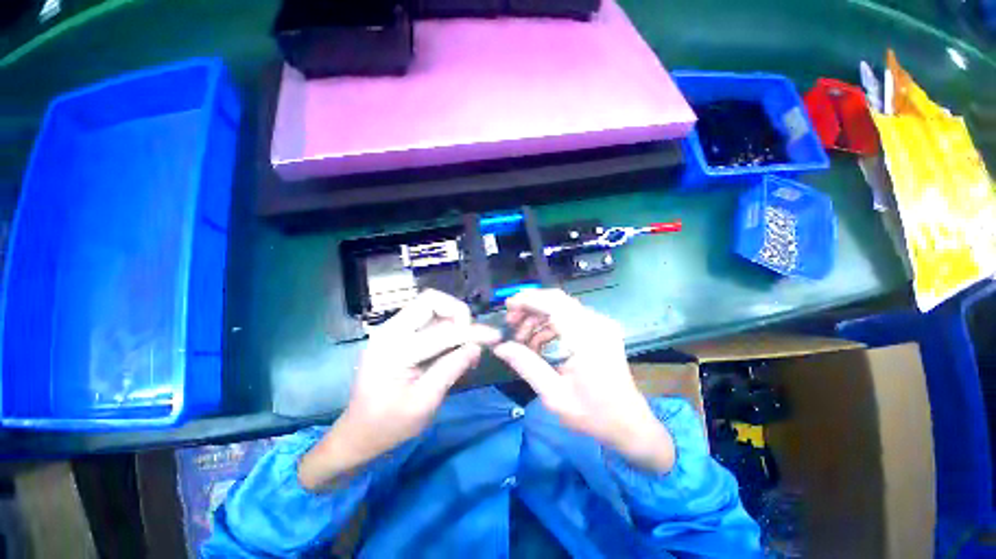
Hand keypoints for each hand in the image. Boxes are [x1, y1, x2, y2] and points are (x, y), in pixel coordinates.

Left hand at [299, 290, 499, 490]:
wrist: (357, 434)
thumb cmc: (389, 425)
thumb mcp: (425, 403)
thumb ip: (451, 369)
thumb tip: (476, 347)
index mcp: (396, 350)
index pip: (443, 331)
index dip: (473, 332)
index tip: (495, 337)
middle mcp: (391, 331)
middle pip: (432, 300)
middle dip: (459, 314)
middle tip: (471, 338)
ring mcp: (391, 330)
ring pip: (430, 306)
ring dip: (453, 319)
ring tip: (464, 346)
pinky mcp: (395, 334)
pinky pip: (426, 318)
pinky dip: (444, 326)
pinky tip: (451, 347)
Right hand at [493, 289, 674, 472]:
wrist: (629, 424)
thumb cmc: (593, 414)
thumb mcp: (554, 395)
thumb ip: (525, 365)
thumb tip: (500, 346)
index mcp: (586, 338)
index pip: (553, 303)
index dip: (527, 300)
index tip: (507, 308)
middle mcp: (596, 324)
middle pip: (556, 300)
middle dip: (530, 307)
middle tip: (511, 324)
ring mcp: (600, 325)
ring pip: (561, 306)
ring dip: (538, 317)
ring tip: (522, 338)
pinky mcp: (600, 329)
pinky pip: (569, 316)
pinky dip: (551, 324)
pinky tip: (539, 343)